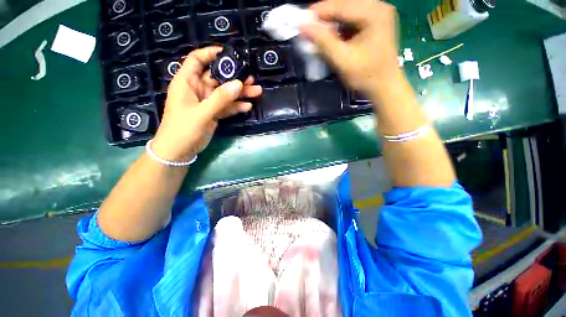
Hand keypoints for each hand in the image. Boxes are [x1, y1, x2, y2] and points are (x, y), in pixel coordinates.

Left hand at [151, 47, 261, 161]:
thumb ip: (220, 99)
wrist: (179, 151)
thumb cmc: (183, 129)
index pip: (197, 60)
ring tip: (256, 91)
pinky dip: (236, 107)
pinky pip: (226, 107)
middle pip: (217, 78)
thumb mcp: (202, 113)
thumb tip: (238, 84)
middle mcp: (197, 89)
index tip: (228, 53)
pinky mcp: (213, 114)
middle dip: (234, 77)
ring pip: (225, 93)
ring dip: (240, 93)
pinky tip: (248, 106)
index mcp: (186, 82)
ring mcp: (206, 102)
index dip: (211, 53)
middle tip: (251, 78)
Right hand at [299, 0, 398, 93]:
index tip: (302, 18)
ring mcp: (378, 15)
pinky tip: (331, 36)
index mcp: (374, 13)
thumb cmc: (365, 76)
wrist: (384, 87)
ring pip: (347, 13)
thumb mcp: (342, 59)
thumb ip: (323, 41)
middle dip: (326, 16)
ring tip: (318, 32)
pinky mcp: (375, 24)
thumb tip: (303, 27)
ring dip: (331, 22)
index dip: (320, 11)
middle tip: (309, 27)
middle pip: (345, 6)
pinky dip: (340, 28)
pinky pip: (352, 20)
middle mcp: (378, 7)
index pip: (342, 5)